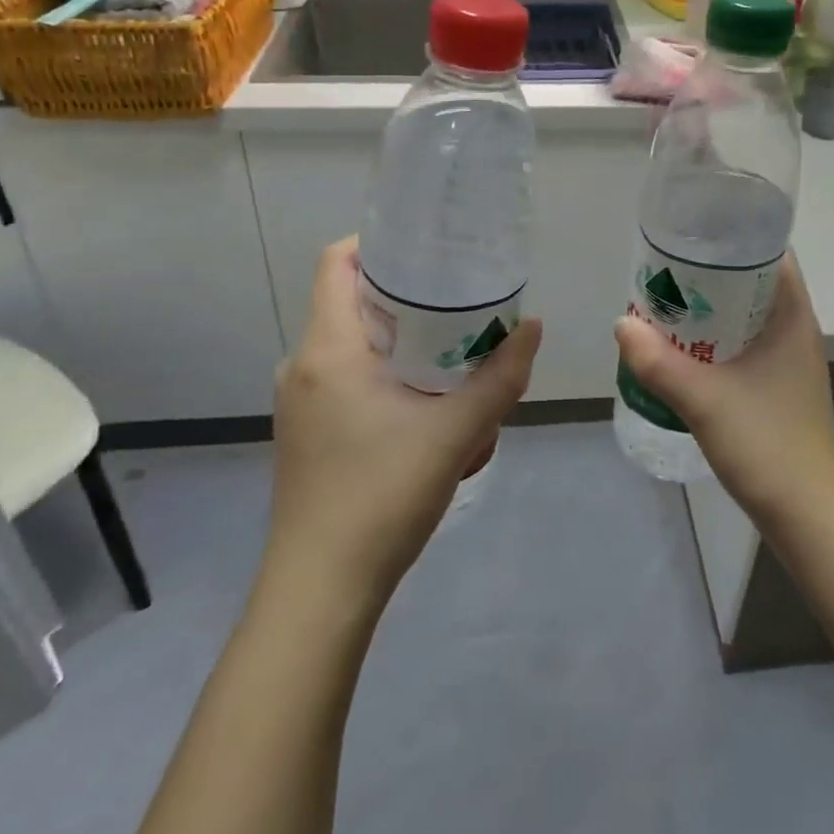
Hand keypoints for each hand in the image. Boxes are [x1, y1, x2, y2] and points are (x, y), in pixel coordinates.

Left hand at [266, 237, 541, 599]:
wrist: (321, 591)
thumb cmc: (381, 496)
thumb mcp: (456, 433)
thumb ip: (500, 377)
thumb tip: (533, 328)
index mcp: (328, 348)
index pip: (336, 262)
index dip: (378, 243)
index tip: (428, 251)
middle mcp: (303, 364)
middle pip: (352, 301)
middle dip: (408, 298)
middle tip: (460, 302)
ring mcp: (300, 401)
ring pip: (354, 345)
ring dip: (402, 344)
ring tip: (454, 358)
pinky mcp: (307, 432)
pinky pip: (348, 379)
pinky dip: (388, 376)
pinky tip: (428, 409)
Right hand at [613, 255, 833, 535]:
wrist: (812, 519)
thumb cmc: (769, 446)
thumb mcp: (705, 400)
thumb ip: (659, 363)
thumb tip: (621, 323)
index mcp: (792, 317)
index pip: (770, 253)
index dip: (734, 236)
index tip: (692, 234)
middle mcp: (794, 331)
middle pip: (752, 283)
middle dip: (709, 274)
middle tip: (663, 271)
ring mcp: (787, 362)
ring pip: (744, 317)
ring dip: (709, 310)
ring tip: (664, 305)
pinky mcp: (776, 388)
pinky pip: (742, 346)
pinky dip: (713, 340)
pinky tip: (682, 352)